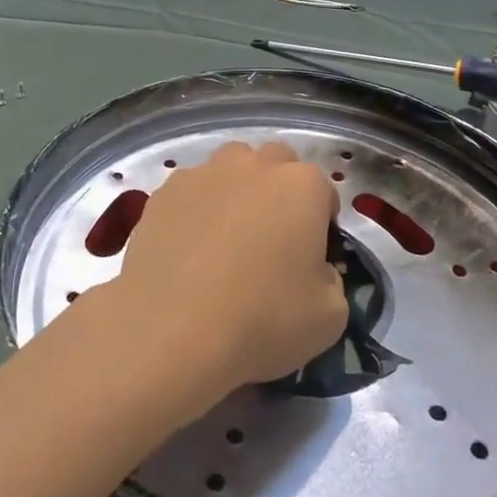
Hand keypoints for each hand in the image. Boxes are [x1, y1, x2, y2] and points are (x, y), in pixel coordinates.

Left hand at [110, 142, 347, 403]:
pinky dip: (196, 210)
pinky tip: (189, 250)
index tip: (311, 257)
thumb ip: (332, 279)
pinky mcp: (164, 192)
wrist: (171, 332)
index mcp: (302, 186)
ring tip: (226, 240)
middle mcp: (254, 165)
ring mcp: (204, 173)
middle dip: (279, 191)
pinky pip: (191, 191)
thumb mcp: (330, 317)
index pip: (323, 191)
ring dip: (236, 191)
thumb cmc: (262, 321)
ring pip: (230, 168)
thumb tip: (314, 269)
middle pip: (276, 164)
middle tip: (271, 240)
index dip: (320, 224)